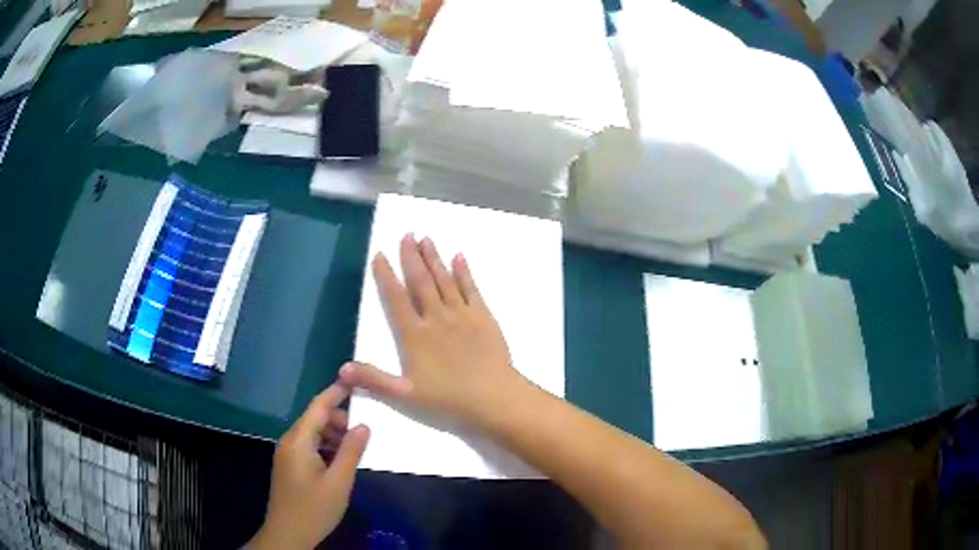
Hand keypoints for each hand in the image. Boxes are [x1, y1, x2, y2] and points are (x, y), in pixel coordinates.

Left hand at [250, 384, 369, 549]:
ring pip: (312, 433)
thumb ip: (351, 451)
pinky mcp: (289, 465)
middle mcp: (289, 441)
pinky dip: (325, 446)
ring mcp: (287, 454)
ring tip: (354, 449)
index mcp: (298, 441)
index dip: (336, 392)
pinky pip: (308, 446)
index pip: (318, 407)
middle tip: (363, 432)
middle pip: (315, 419)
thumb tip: (364, 425)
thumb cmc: (314, 508)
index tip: (355, 381)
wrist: (288, 534)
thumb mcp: (339, 482)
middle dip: (339, 419)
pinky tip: (340, 461)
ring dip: (333, 435)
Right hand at [339, 234, 526, 427]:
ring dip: (434, 258)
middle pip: (420, 281)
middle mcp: (436, 317)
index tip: (380, 255)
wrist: (493, 397)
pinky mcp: (483, 316)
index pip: (395, 298)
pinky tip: (459, 256)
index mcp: (415, 335)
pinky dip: (464, 271)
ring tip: (426, 239)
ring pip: (444, 279)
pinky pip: (471, 288)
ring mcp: (461, 314)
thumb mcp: (405, 394)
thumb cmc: (448, 398)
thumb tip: (341, 369)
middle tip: (407, 234)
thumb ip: (373, 379)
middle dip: (411, 256)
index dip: (386, 275)